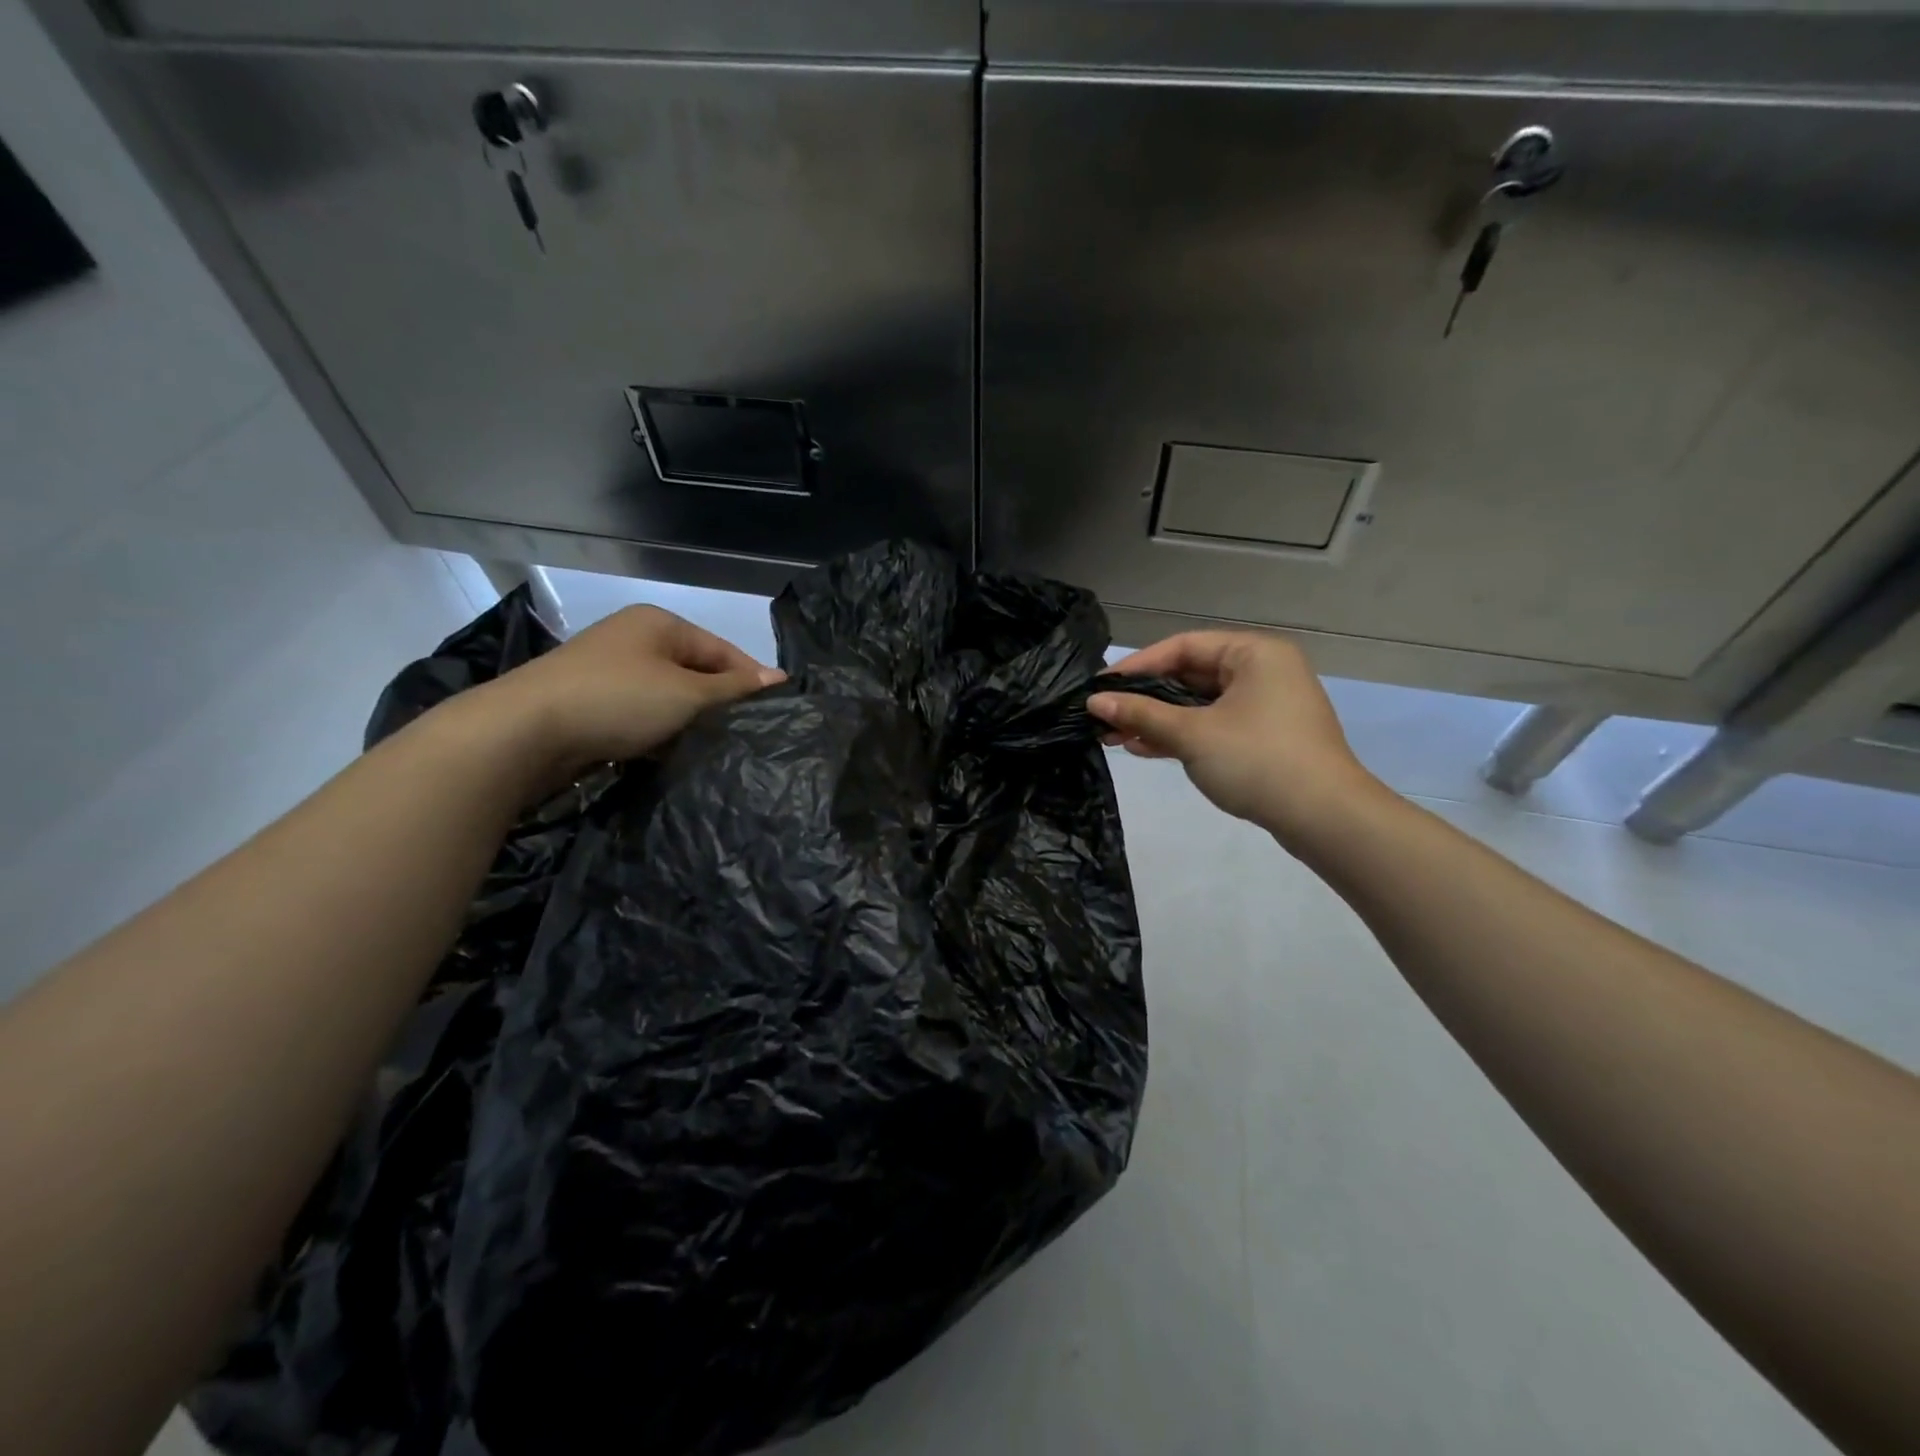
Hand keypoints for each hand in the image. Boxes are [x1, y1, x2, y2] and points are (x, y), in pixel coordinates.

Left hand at [463, 604, 781, 787]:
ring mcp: (609, 671)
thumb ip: (735, 687)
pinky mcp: (592, 704)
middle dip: (720, 703)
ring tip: (716, 748)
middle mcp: (634, 640)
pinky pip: (642, 715)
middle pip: (695, 672)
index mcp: (659, 624)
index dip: (751, 678)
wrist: (525, 732)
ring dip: (689, 721)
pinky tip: (674, 753)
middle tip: (748, 734)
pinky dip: (660, 732)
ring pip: (669, 696)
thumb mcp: (688, 693)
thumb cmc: (618, 700)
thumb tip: (779, 678)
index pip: (721, 650)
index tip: (778, 710)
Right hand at [1087, 631, 1381, 846]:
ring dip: (1159, 719)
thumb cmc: (1257, 760)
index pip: (1183, 646)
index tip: (1100, 687)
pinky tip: (1145, 748)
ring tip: (1115, 736)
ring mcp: (1266, 706)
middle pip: (1191, 675)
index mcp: (1254, 653)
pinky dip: (1182, 734)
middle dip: (1145, 698)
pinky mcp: (1264, 737)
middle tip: (1104, 715)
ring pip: (1200, 704)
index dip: (1137, 665)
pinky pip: (1214, 725)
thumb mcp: (1192, 734)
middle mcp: (1263, 671)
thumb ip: (1141, 714)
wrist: (1324, 818)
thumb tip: (1094, 702)